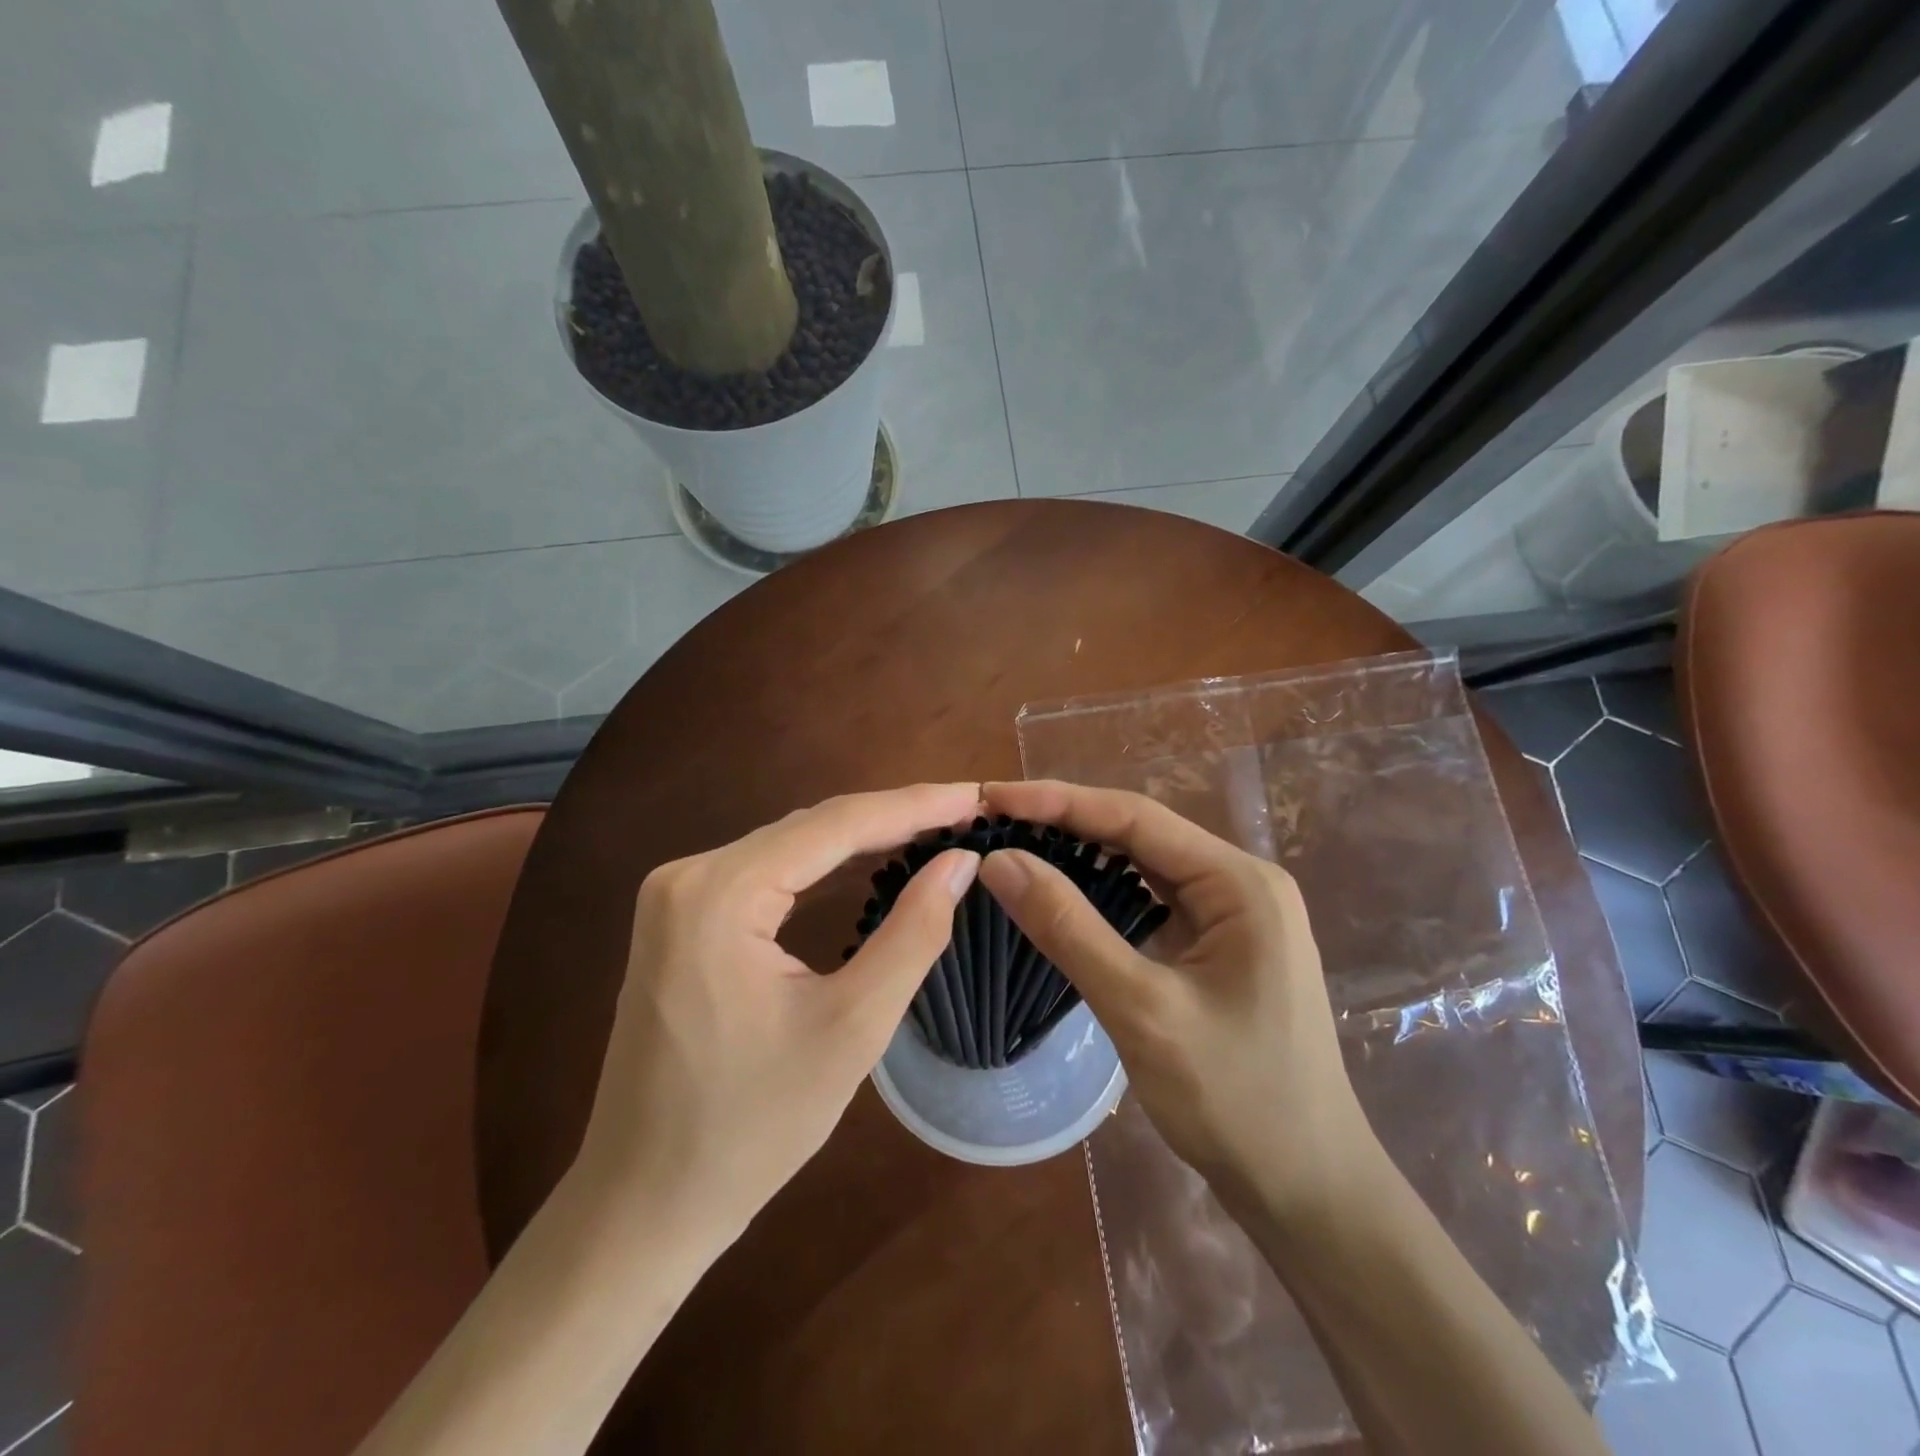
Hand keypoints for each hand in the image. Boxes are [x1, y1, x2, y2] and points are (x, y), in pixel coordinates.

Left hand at [575, 783, 983, 1246]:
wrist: (642, 1203)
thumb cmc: (751, 1127)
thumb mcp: (851, 1028)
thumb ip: (913, 933)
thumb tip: (960, 860)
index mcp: (719, 893)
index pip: (836, 824)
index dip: (915, 805)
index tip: (976, 795)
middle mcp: (688, 874)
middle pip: (811, 827)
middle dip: (892, 818)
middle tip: (965, 813)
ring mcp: (676, 895)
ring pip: (790, 846)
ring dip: (861, 838)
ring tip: (933, 830)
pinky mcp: (679, 919)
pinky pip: (766, 872)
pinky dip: (822, 866)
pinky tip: (867, 863)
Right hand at [978, 780, 1381, 1224]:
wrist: (1308, 1191)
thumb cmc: (1235, 1100)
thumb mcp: (1141, 1009)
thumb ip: (1068, 928)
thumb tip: (998, 860)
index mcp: (1239, 882)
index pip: (1135, 817)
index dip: (1058, 801)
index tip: (992, 798)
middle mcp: (1241, 884)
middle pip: (1140, 835)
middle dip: (1066, 823)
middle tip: (993, 821)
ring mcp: (1234, 916)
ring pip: (1144, 866)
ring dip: (1082, 854)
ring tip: (1016, 845)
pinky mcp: (1220, 947)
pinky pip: (1153, 901)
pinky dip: (1103, 892)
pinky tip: (1063, 893)